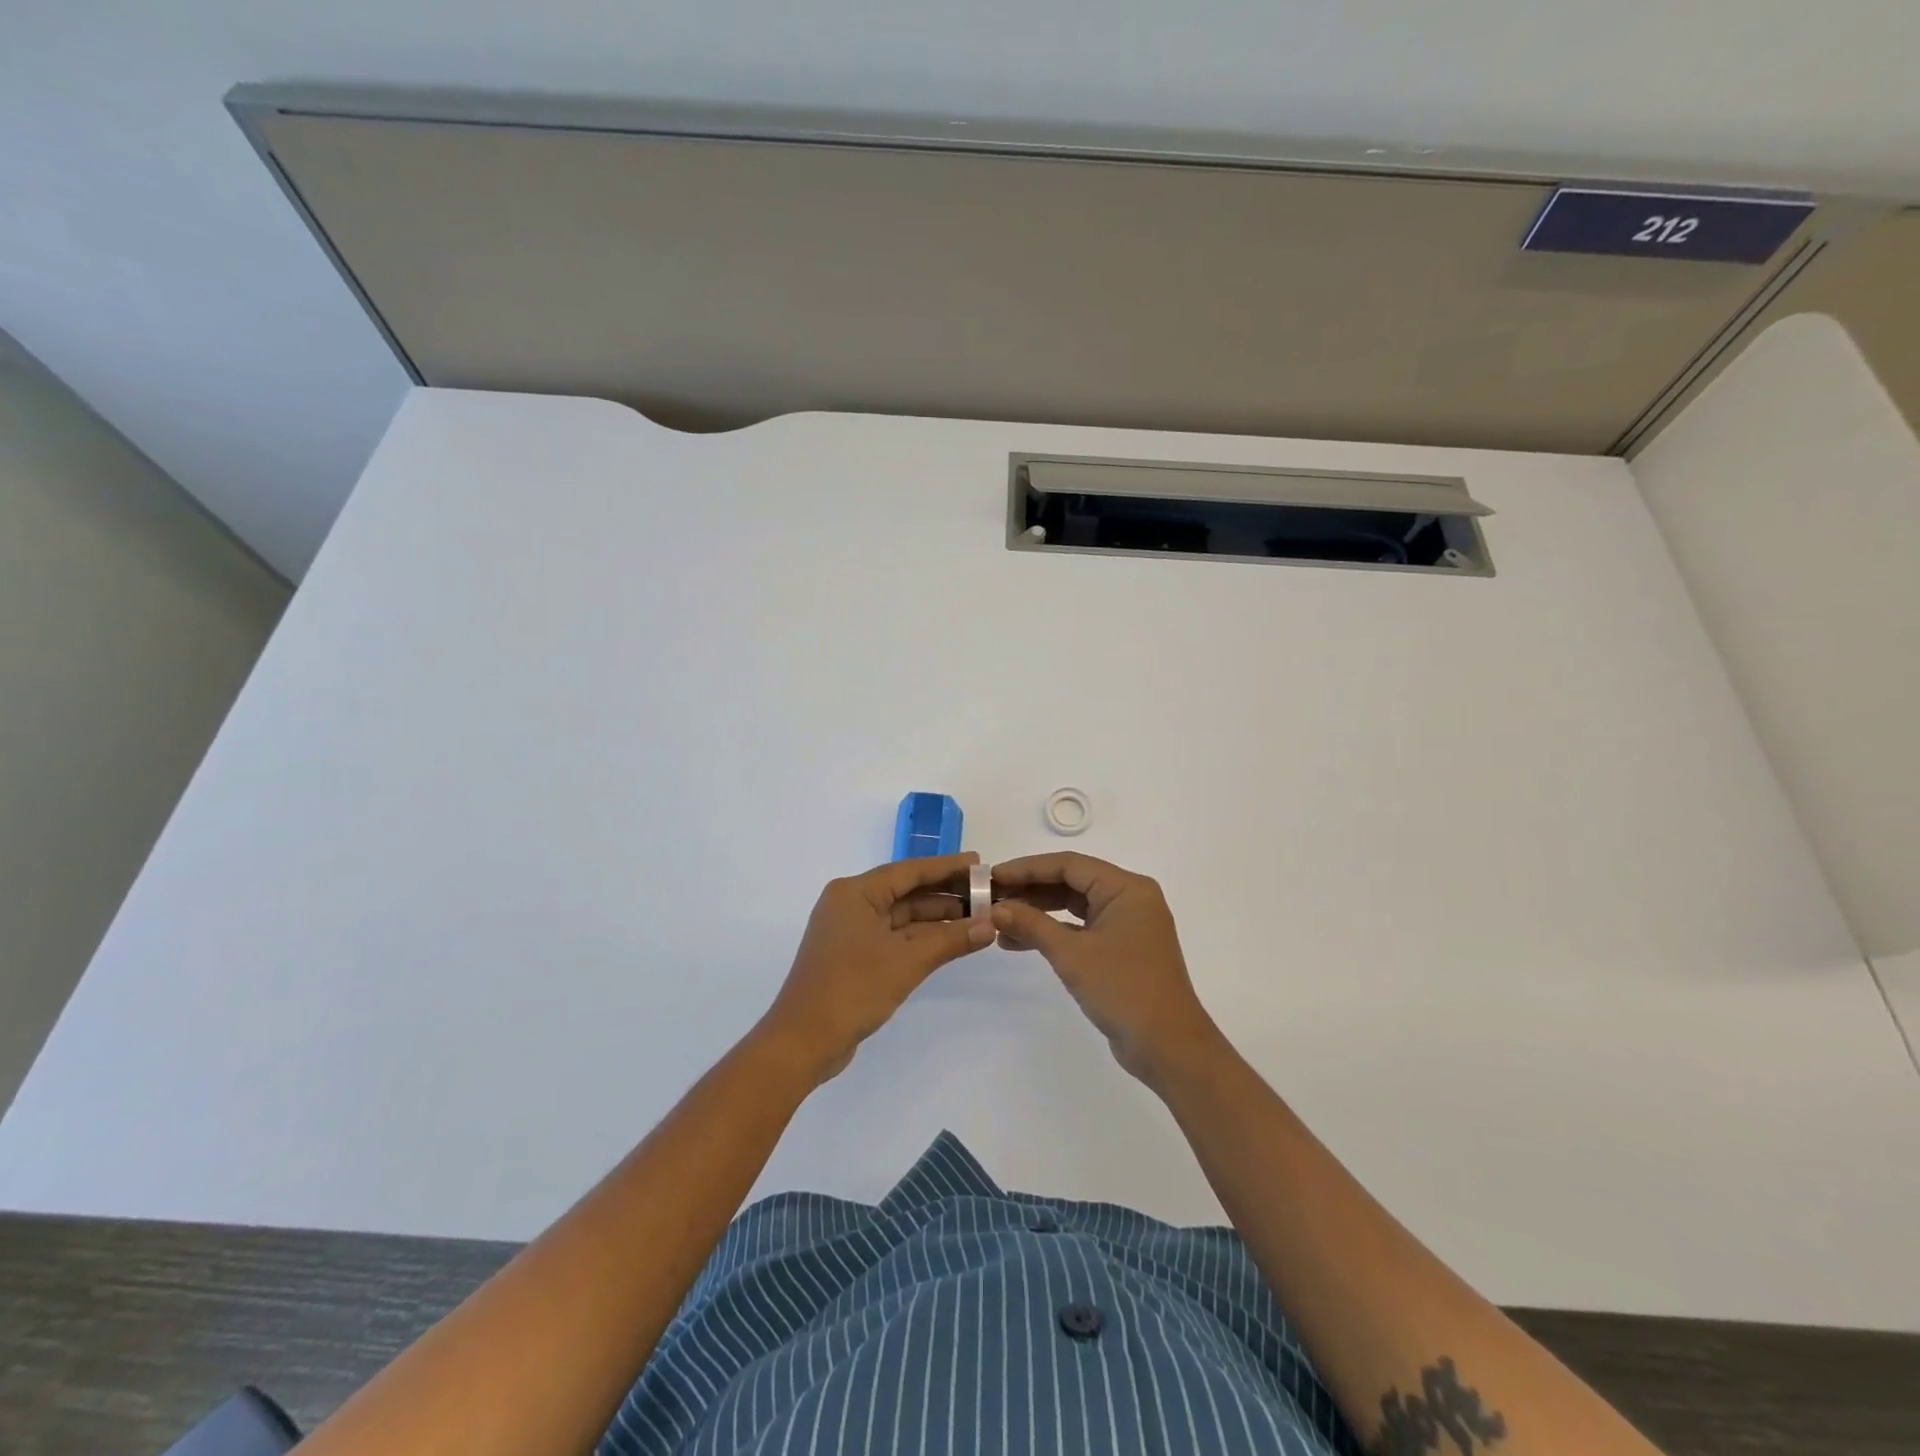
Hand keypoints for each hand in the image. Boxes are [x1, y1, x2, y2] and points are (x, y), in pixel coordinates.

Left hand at [758, 853, 994, 1083]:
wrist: (803, 1041)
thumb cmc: (853, 988)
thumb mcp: (907, 961)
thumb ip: (950, 939)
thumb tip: (989, 925)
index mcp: (855, 893)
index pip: (909, 871)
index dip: (946, 867)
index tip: (978, 863)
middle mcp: (851, 905)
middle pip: (906, 892)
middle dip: (945, 894)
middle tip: (985, 894)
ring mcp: (851, 932)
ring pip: (902, 917)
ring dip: (937, 919)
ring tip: (978, 918)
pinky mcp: (854, 957)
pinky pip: (895, 937)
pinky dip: (922, 939)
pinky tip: (952, 940)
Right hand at [990, 852, 1224, 1084]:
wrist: (1168, 1047)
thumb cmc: (1123, 990)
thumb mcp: (1072, 954)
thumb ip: (1032, 925)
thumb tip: (996, 909)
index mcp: (1126, 888)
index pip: (1069, 865)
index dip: (1027, 868)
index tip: (992, 876)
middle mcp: (1130, 898)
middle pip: (1071, 882)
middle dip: (1029, 889)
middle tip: (990, 897)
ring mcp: (1127, 924)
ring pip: (1074, 906)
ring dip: (1037, 912)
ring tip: (999, 921)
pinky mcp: (1121, 948)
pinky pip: (1081, 928)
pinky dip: (1053, 932)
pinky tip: (1018, 942)